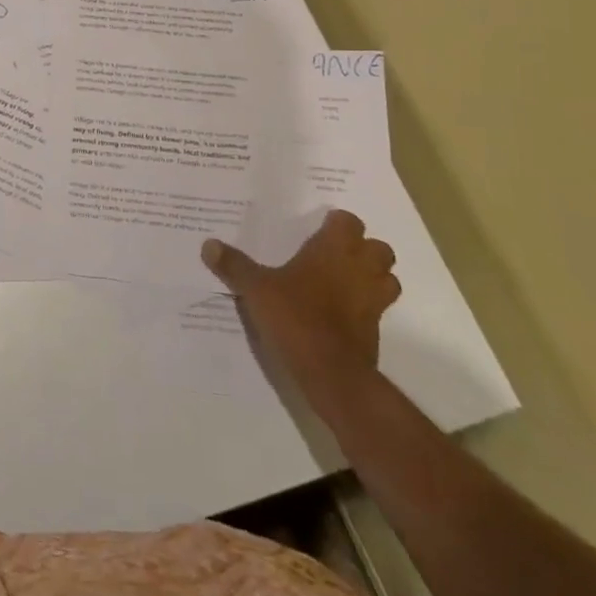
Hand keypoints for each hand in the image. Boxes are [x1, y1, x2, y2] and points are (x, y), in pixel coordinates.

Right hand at [201, 211, 399, 413]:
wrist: (331, 373)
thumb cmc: (295, 317)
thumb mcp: (255, 289)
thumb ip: (234, 265)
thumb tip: (208, 244)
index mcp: (333, 250)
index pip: (349, 222)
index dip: (338, 223)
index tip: (321, 226)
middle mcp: (359, 270)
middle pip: (379, 249)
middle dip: (363, 249)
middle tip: (335, 253)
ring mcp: (373, 301)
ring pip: (387, 279)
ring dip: (373, 277)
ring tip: (345, 280)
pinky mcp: (375, 331)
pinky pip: (377, 309)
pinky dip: (365, 307)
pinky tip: (341, 313)